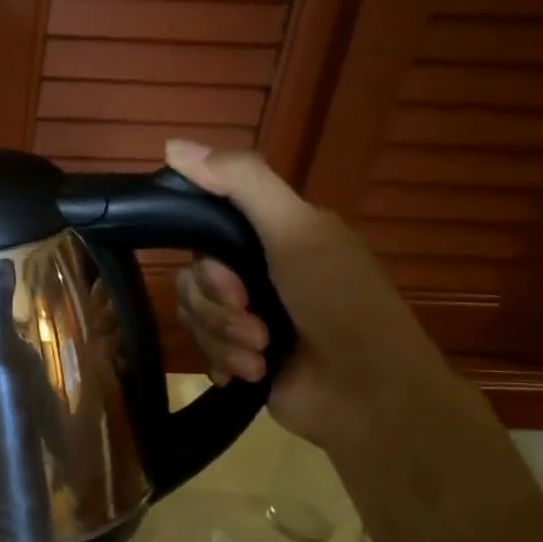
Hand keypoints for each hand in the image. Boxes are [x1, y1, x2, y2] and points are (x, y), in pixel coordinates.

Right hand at [164, 139, 462, 451]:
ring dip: (224, 339)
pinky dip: (224, 364)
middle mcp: (261, 274)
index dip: (207, 264)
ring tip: (261, 356)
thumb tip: (172, 146)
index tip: (232, 283)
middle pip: (194, 282)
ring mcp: (251, 319)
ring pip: (196, 318)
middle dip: (219, 309)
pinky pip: (203, 352)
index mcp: (276, 237)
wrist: (370, 395)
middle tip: (255, 326)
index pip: (205, 235)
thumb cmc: (340, 304)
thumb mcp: (297, 231)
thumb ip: (241, 183)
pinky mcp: (244, 359)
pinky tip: (251, 375)